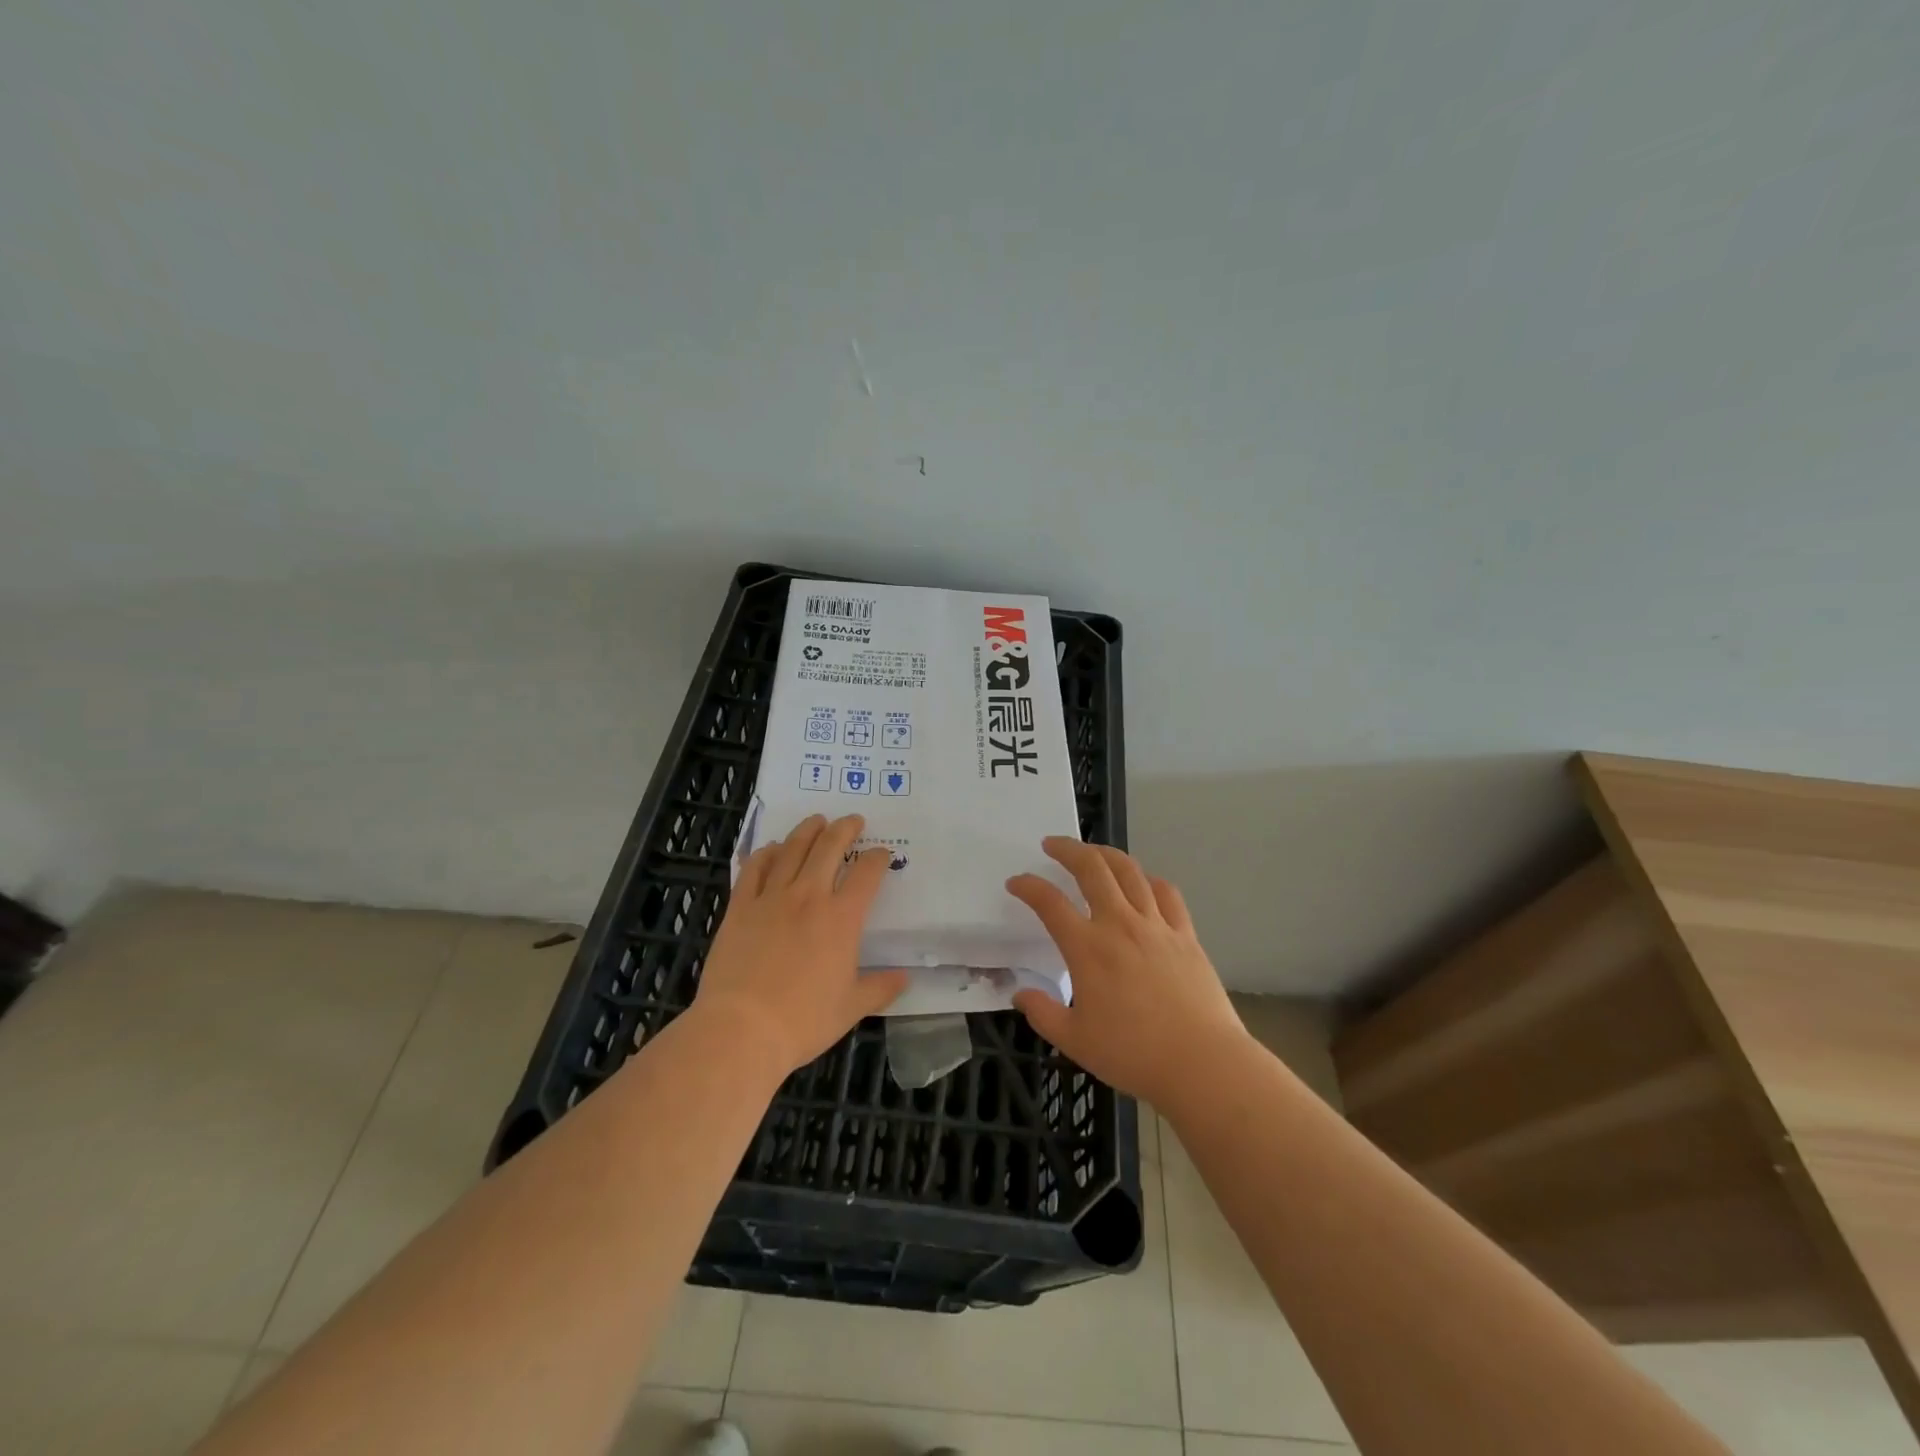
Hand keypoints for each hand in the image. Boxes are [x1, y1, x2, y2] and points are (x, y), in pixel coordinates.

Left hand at [694, 813, 907, 1073]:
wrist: (742, 1029)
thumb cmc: (803, 1021)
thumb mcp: (851, 1008)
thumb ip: (880, 988)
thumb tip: (906, 978)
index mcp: (842, 918)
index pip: (867, 874)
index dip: (877, 859)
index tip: (881, 854)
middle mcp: (809, 896)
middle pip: (829, 848)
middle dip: (845, 829)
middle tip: (853, 820)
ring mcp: (771, 898)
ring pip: (792, 849)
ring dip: (808, 830)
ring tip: (817, 820)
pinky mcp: (740, 907)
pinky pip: (754, 868)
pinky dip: (766, 853)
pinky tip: (772, 848)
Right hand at [1007, 838, 1246, 1107]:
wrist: (1201, 1062)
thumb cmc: (1133, 1054)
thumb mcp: (1074, 1041)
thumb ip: (1042, 1013)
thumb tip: (1020, 993)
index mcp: (1087, 948)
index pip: (1049, 902)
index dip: (1028, 886)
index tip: (1016, 882)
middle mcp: (1119, 924)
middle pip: (1091, 868)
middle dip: (1068, 849)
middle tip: (1052, 845)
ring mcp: (1156, 925)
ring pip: (1129, 871)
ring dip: (1106, 854)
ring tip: (1093, 852)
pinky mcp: (1185, 934)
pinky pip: (1166, 892)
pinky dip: (1149, 879)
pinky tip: (1143, 883)